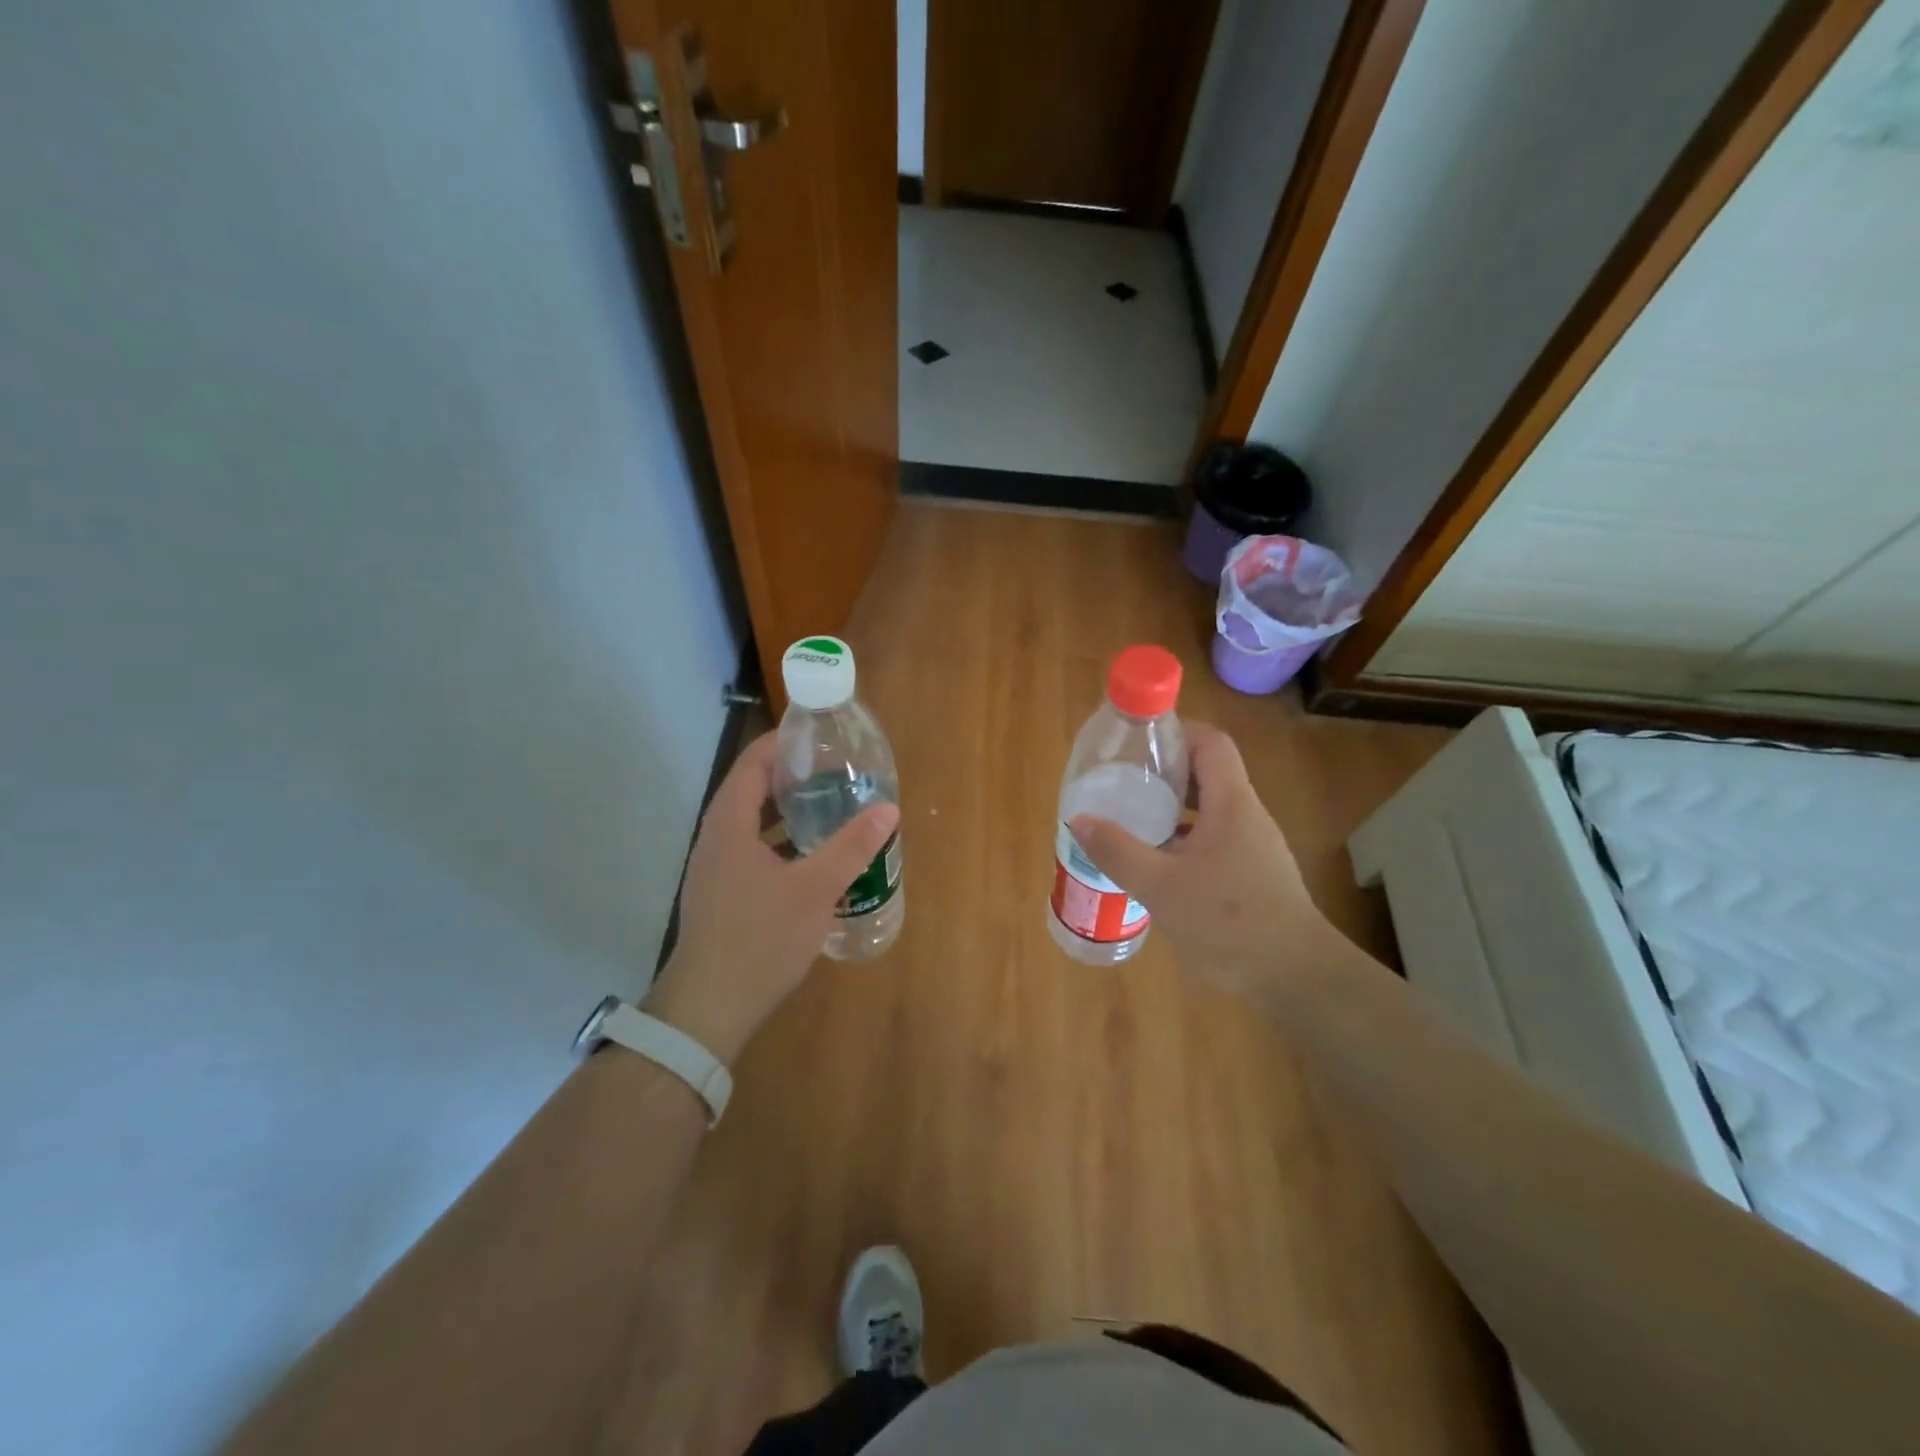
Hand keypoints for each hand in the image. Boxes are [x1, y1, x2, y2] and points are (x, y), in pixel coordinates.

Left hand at [643, 732, 899, 1063]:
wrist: (709, 1008)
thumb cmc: (760, 939)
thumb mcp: (815, 890)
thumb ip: (852, 847)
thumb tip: (889, 809)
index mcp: (729, 826)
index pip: (752, 764)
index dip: (782, 744)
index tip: (818, 736)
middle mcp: (715, 840)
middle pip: (750, 791)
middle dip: (790, 777)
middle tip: (834, 771)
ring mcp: (713, 870)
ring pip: (750, 825)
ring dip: (785, 812)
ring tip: (829, 808)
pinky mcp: (720, 895)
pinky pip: (750, 851)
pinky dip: (779, 842)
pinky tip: (810, 858)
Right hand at [1070, 722, 1344, 1001]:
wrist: (1296, 978)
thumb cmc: (1230, 923)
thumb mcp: (1161, 887)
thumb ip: (1118, 852)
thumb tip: (1080, 819)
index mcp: (1232, 804)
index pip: (1210, 742)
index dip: (1175, 733)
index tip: (1137, 745)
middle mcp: (1246, 816)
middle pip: (1207, 773)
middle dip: (1164, 772)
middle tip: (1123, 782)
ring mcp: (1252, 846)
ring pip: (1208, 809)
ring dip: (1171, 808)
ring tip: (1131, 819)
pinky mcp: (1251, 873)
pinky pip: (1212, 839)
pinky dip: (1182, 838)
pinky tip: (1156, 863)